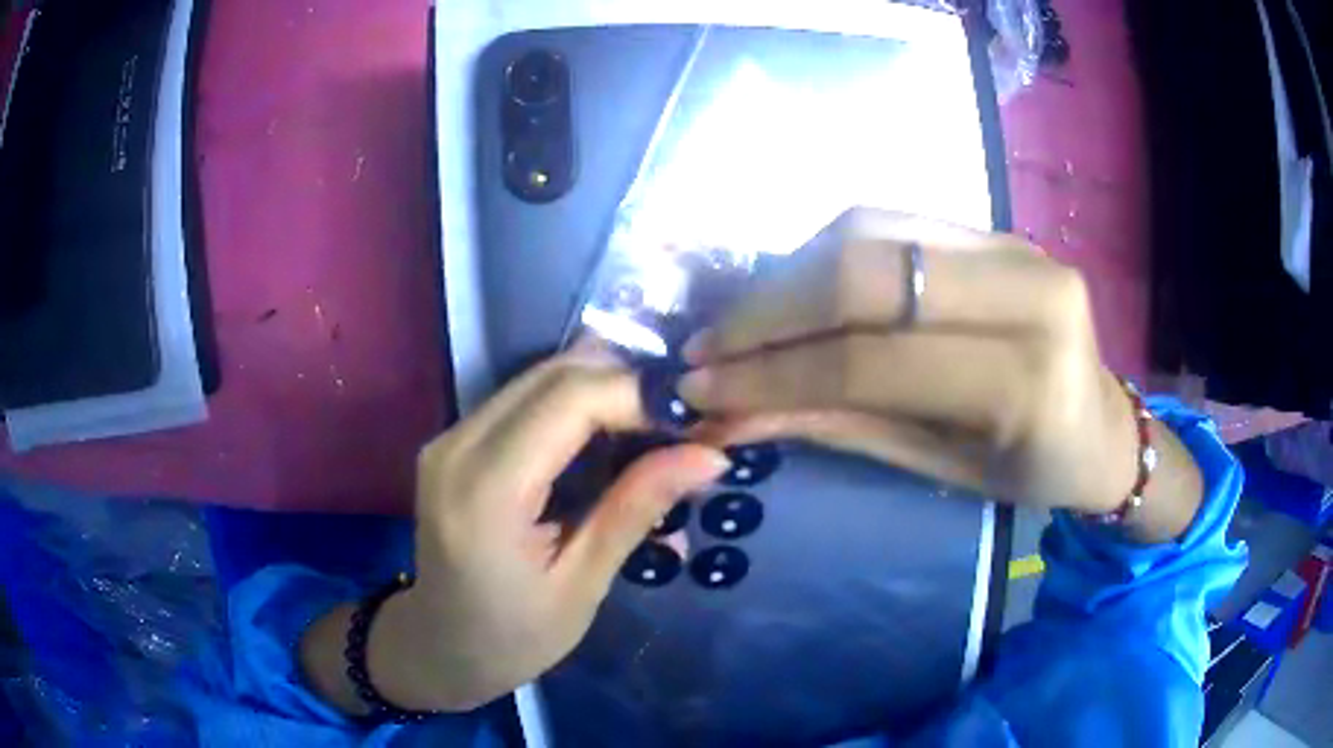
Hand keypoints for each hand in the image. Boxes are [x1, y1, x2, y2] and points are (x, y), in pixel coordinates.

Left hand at [302, 349, 727, 713]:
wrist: (437, 646)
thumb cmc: (512, 637)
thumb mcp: (582, 586)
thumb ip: (635, 509)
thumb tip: (709, 454)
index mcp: (486, 491)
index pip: (569, 398)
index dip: (638, 393)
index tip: (694, 421)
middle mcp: (457, 445)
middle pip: (554, 374)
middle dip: (627, 384)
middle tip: (682, 424)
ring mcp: (449, 437)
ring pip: (540, 377)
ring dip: (603, 389)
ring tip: (654, 430)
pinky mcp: (454, 439)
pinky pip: (524, 398)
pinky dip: (575, 404)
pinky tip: (608, 436)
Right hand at [681, 209, 1196, 529]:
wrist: (1102, 424)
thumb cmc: (1031, 468)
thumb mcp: (940, 466)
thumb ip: (839, 426)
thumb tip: (729, 416)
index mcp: (1026, 380)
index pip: (874, 361)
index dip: (775, 373)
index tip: (702, 391)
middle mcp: (1027, 289)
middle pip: (867, 272)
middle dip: (767, 309)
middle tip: (705, 348)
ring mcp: (1013, 244)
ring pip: (870, 229)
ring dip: (786, 274)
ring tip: (739, 322)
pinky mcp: (995, 228)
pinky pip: (889, 221)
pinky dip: (824, 252)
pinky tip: (792, 289)